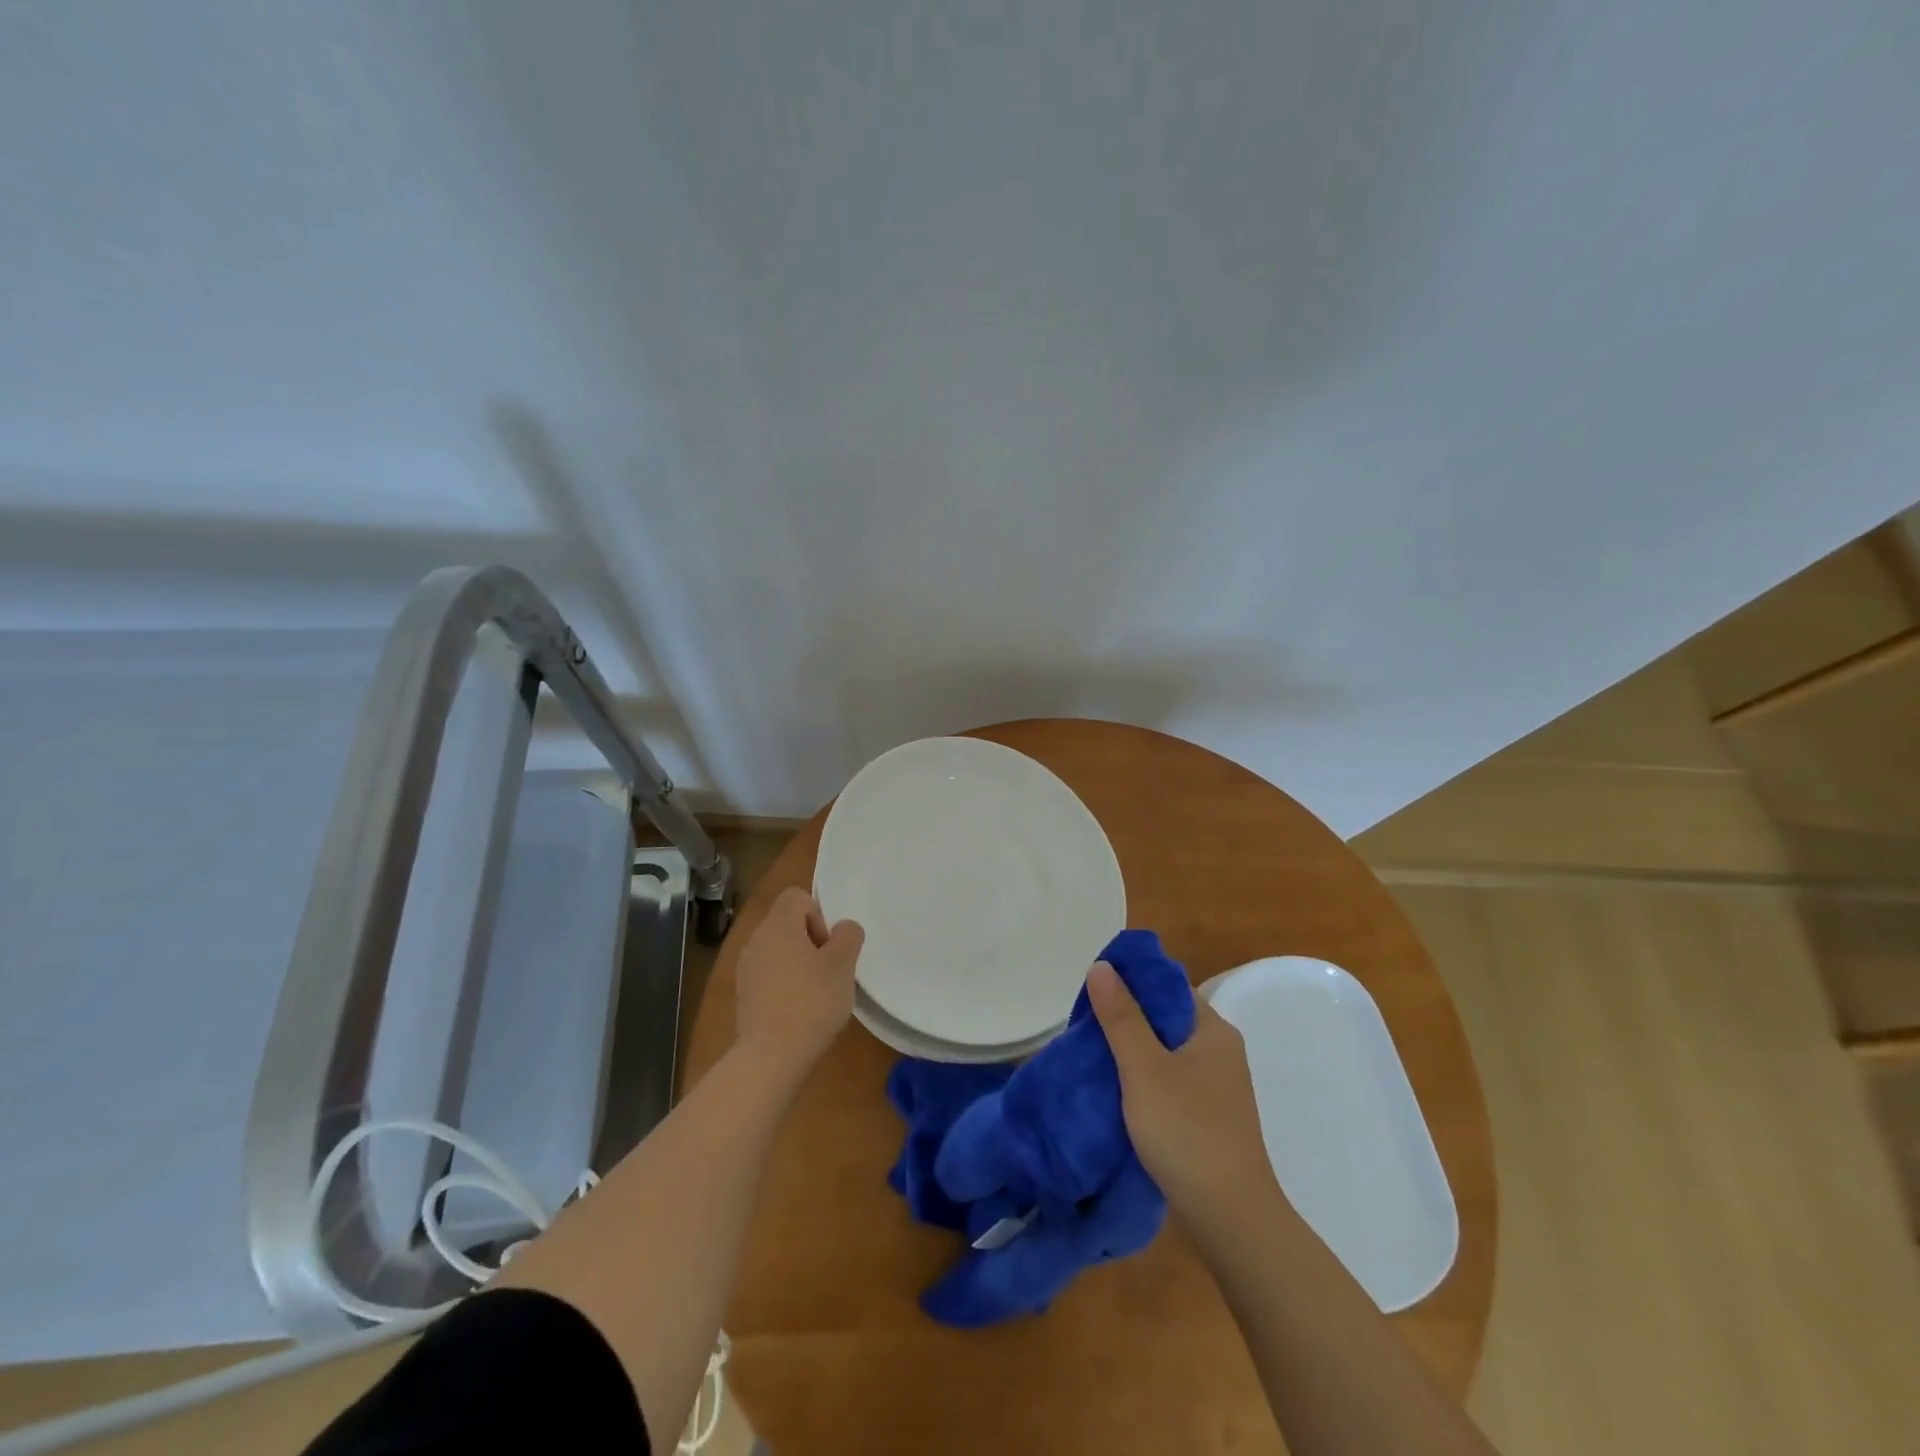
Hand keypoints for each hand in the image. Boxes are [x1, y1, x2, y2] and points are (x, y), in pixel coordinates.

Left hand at [734, 888, 864, 1083]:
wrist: (770, 1056)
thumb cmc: (811, 1002)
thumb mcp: (843, 965)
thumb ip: (848, 936)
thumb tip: (844, 928)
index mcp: (778, 925)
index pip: (797, 896)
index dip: (818, 915)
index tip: (828, 947)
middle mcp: (756, 939)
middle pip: (787, 923)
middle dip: (811, 940)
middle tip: (828, 971)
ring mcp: (746, 968)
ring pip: (778, 950)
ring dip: (798, 963)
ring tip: (816, 992)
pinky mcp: (743, 994)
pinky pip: (769, 974)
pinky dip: (784, 983)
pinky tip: (799, 1009)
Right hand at [1088, 961, 1277, 1231]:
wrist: (1232, 1219)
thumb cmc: (1187, 1133)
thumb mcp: (1144, 1069)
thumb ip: (1122, 1017)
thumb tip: (1102, 966)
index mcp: (1213, 1030)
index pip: (1167, 986)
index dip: (1131, 983)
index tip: (1093, 992)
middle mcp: (1220, 1050)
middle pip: (1165, 1018)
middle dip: (1126, 1018)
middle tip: (1085, 1025)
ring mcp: (1217, 1085)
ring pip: (1166, 1051)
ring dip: (1132, 1050)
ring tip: (1093, 1055)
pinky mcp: (1208, 1115)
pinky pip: (1170, 1079)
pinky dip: (1144, 1078)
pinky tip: (1118, 1090)